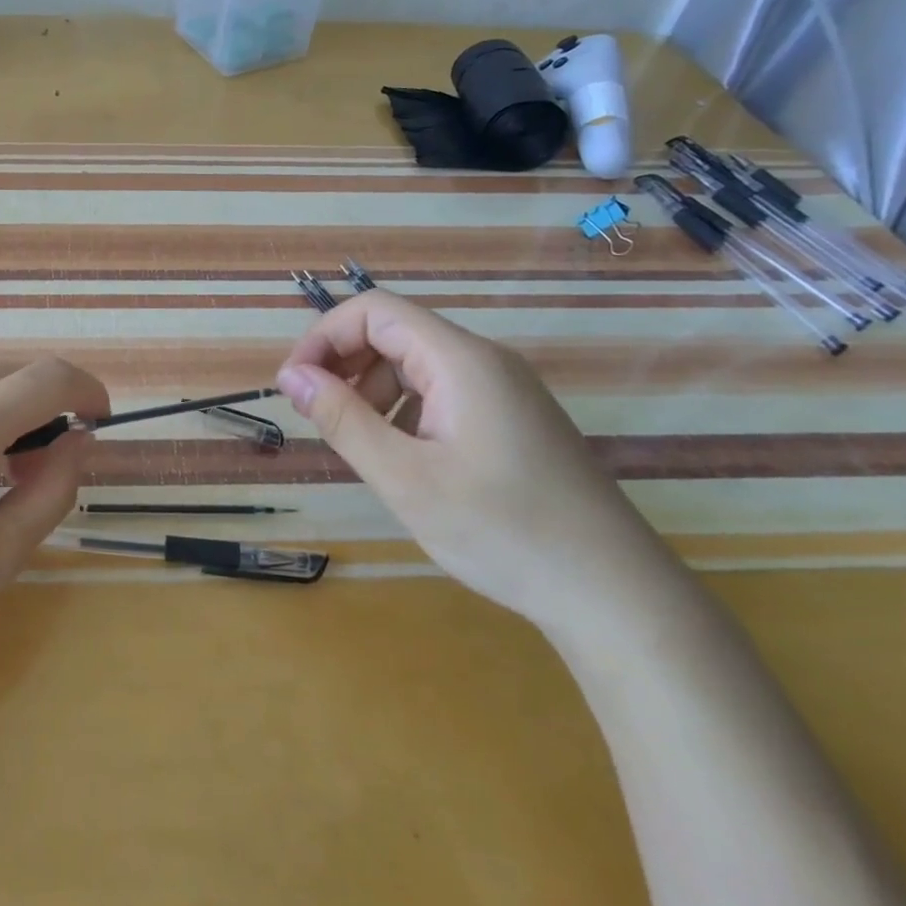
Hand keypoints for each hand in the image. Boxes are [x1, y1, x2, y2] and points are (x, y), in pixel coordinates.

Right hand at [276, 291, 685, 640]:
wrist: (614, 594)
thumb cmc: (502, 531)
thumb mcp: (404, 478)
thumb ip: (343, 419)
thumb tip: (291, 376)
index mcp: (461, 360)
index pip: (374, 311)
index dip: (323, 337)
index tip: (294, 386)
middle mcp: (485, 361)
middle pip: (395, 332)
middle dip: (344, 364)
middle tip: (319, 418)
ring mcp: (504, 390)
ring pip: (416, 364)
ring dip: (372, 390)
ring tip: (359, 444)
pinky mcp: (513, 419)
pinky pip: (442, 392)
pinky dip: (405, 410)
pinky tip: (404, 458)